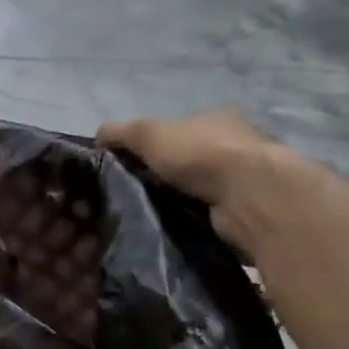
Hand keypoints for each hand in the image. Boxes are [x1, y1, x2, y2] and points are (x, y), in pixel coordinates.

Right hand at [96, 111, 290, 255]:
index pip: (179, 129)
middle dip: (165, 175)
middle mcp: (235, 145)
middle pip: (190, 159)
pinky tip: (174, 228)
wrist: (250, 195)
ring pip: (201, 188)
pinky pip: (211, 213)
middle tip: (134, 195)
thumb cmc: (200, 154)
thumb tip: (98, 137)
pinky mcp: (248, 209)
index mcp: (216, 119)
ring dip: (180, 200)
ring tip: (148, 216)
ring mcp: (245, 179)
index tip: (130, 166)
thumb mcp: (148, 133)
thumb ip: (121, 132)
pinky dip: (194, 219)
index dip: (153, 144)